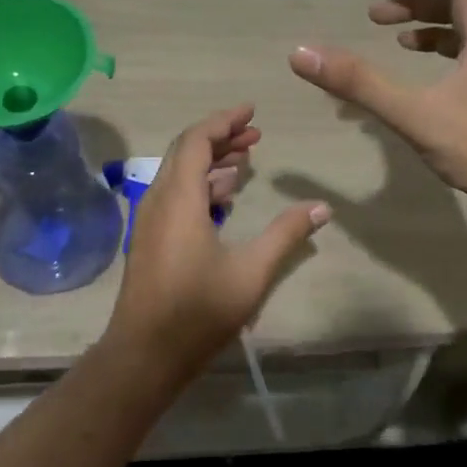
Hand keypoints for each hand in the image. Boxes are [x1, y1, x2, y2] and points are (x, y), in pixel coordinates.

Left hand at [104, 105, 329, 384]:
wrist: (144, 355)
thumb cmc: (198, 311)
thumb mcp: (251, 272)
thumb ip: (286, 234)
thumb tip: (322, 207)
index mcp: (179, 199)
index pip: (196, 140)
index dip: (224, 121)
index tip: (252, 111)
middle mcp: (159, 200)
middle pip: (186, 152)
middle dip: (220, 138)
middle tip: (256, 135)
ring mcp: (150, 221)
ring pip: (179, 174)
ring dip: (211, 163)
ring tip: (246, 162)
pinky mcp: (150, 239)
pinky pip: (175, 195)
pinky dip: (200, 186)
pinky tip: (225, 198)